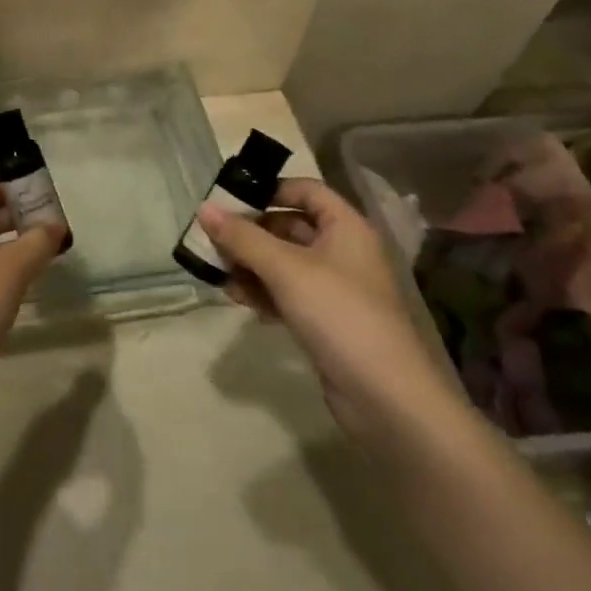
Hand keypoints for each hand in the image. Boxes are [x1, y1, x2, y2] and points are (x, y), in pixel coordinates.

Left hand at [0, 182, 64, 420]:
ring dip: (11, 246)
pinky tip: (29, 280)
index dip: (4, 190)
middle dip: (12, 218)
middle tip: (49, 222)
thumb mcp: (8, 272)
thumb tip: (57, 225)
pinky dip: (3, 271)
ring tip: (46, 249)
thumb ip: (35, 243)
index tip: (37, 194)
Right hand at [198, 179, 458, 437]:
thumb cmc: (339, 314)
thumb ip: (242, 237)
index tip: (231, 199)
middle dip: (250, 232)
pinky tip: (238, 299)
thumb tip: (203, 208)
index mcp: (346, 227)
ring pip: (284, 262)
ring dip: (251, 264)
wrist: (387, 400)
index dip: (270, 190)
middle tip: (212, 238)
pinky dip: (263, 292)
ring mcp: (336, 289)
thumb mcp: (285, 269)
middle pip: (289, 226)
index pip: (306, 190)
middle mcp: (343, 251)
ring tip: (218, 272)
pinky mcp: (327, 322)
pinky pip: (288, 294)